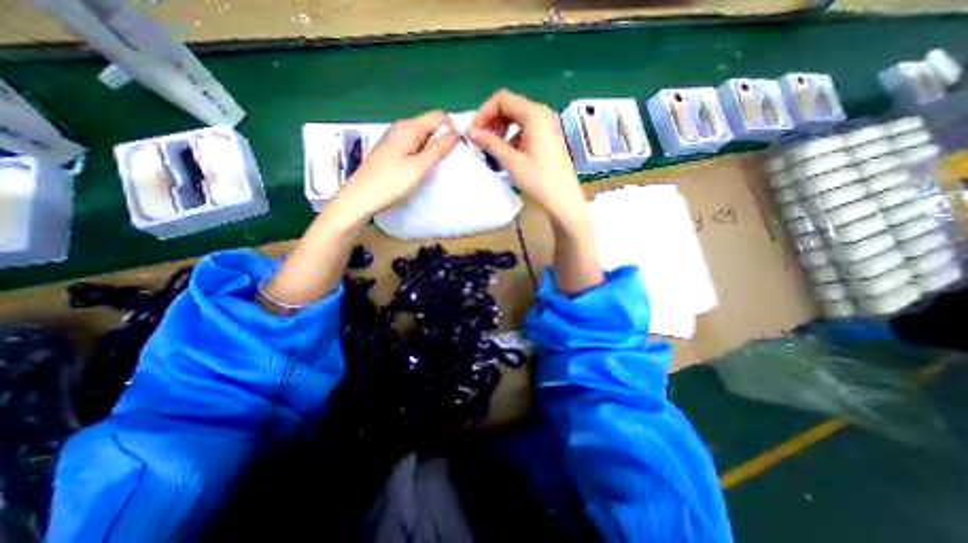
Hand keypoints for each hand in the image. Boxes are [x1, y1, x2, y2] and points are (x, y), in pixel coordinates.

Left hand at [338, 109, 459, 218]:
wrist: (361, 198)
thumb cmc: (392, 182)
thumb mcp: (420, 167)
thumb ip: (439, 149)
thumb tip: (456, 133)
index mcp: (408, 128)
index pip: (437, 117)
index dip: (450, 128)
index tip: (458, 148)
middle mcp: (400, 129)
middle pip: (428, 127)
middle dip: (441, 140)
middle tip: (449, 162)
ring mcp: (394, 141)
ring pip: (421, 139)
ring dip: (432, 150)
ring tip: (437, 168)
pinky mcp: (390, 153)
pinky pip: (412, 148)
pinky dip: (421, 156)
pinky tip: (422, 170)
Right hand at [467, 90, 585, 229]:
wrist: (563, 199)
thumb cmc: (538, 180)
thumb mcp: (511, 161)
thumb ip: (490, 143)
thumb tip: (470, 132)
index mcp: (534, 114)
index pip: (502, 99)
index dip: (484, 112)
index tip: (473, 132)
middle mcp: (542, 114)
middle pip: (511, 106)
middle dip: (492, 121)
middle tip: (480, 140)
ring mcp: (548, 125)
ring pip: (518, 118)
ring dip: (501, 129)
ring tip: (492, 149)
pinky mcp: (549, 138)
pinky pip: (526, 129)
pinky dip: (513, 137)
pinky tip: (507, 154)